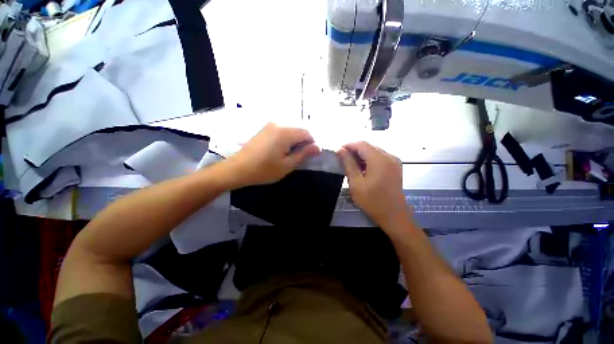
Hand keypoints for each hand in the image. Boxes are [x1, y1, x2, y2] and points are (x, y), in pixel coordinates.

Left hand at [223, 123, 319, 187]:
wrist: (237, 169)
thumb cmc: (264, 170)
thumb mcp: (287, 165)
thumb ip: (304, 154)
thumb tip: (318, 147)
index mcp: (285, 133)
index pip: (306, 133)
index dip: (311, 143)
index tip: (308, 155)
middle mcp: (278, 125)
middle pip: (298, 130)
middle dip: (302, 142)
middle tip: (298, 157)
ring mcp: (269, 126)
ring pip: (290, 130)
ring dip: (294, 141)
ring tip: (288, 155)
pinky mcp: (264, 129)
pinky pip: (281, 131)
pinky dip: (285, 139)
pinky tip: (279, 150)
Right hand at [337, 142, 409, 229]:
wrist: (394, 216)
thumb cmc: (372, 201)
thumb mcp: (356, 183)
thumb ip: (348, 164)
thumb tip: (341, 151)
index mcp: (379, 160)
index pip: (362, 144)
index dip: (349, 145)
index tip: (338, 151)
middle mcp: (389, 156)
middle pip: (369, 146)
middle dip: (354, 150)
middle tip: (343, 159)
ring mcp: (394, 161)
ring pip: (374, 151)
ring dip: (361, 155)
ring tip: (351, 164)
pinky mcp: (395, 167)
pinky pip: (380, 157)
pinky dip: (369, 160)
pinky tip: (362, 168)